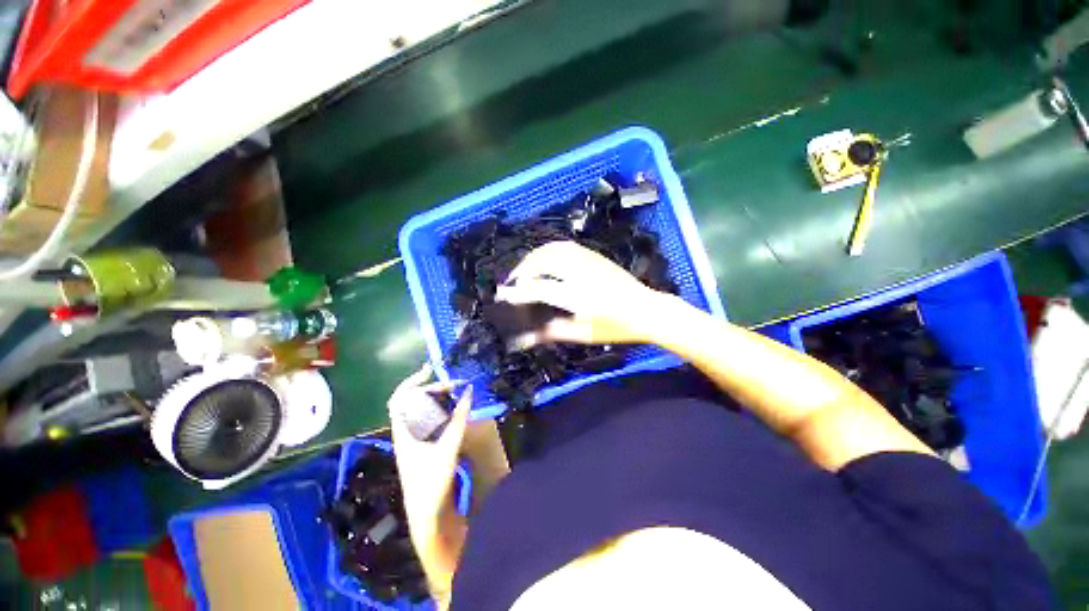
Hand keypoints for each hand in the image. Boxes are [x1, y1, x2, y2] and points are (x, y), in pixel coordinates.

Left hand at [388, 364, 470, 527]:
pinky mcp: (425, 447)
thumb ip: (458, 421)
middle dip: (433, 389)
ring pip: (423, 411)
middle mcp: (407, 433)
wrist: (427, 516)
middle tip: (455, 385)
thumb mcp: (447, 449)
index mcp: (404, 432)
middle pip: (414, 402)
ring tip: (457, 393)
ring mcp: (415, 441)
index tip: (429, 371)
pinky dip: (443, 411)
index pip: (399, 399)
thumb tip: (468, 392)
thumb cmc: (432, 483)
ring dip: (439, 400)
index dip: (412, 382)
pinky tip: (456, 412)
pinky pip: (431, 421)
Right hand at [495, 241, 672, 344]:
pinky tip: (544, 259)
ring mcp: (588, 260)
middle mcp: (580, 273)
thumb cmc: (617, 327)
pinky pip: (565, 246)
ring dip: (533, 257)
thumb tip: (527, 337)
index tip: (503, 295)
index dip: (518, 292)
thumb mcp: (585, 334)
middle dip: (522, 269)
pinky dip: (548, 250)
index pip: (539, 289)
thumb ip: (554, 332)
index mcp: (578, 296)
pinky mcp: (594, 255)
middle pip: (542, 261)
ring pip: (553, 249)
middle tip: (513, 282)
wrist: (647, 309)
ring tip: (525, 270)